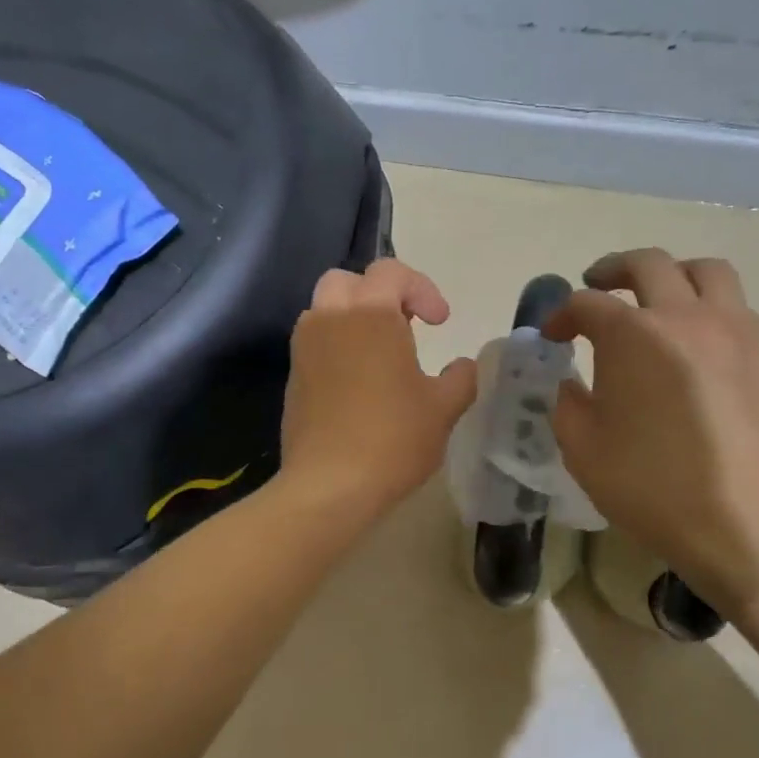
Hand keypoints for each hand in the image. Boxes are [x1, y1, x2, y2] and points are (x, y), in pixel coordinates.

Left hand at [280, 259, 478, 520]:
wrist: (329, 485)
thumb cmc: (393, 438)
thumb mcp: (443, 409)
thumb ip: (461, 378)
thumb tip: (464, 366)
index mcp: (370, 314)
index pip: (392, 272)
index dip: (422, 289)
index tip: (441, 322)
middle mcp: (330, 319)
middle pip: (347, 281)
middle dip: (379, 294)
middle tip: (405, 325)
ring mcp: (304, 349)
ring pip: (324, 311)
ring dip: (353, 319)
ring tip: (382, 354)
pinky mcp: (293, 378)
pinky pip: (315, 344)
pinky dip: (337, 347)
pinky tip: (358, 384)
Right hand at [545, 249, 758, 607]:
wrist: (743, 521)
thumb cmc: (652, 486)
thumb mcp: (583, 450)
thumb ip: (567, 404)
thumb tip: (572, 383)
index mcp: (633, 335)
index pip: (587, 304)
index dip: (562, 314)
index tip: (553, 335)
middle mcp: (685, 316)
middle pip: (648, 264)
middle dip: (613, 270)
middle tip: (596, 284)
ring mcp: (735, 329)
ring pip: (706, 272)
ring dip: (672, 273)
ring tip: (657, 296)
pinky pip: (736, 307)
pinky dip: (709, 307)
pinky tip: (697, 342)